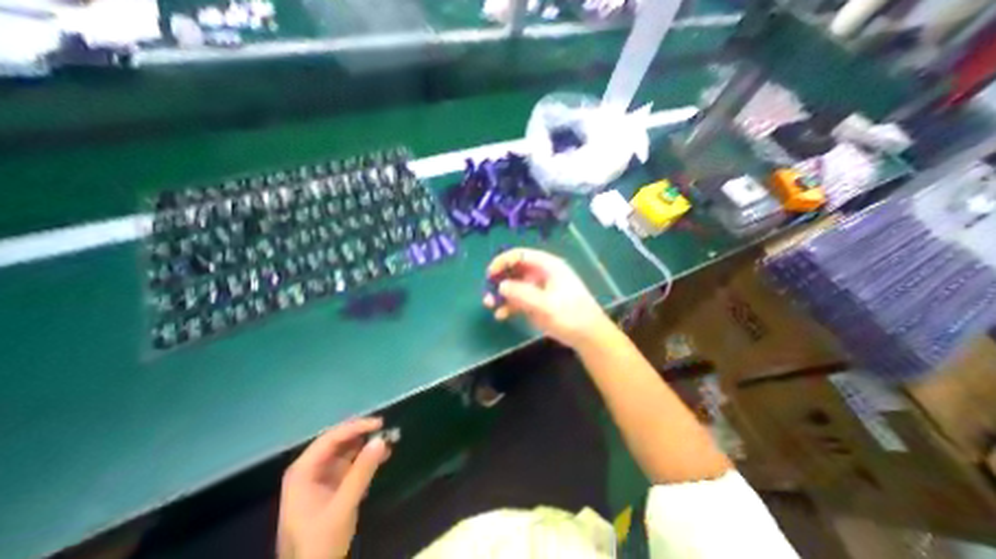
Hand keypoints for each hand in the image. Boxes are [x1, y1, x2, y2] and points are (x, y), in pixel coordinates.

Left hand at [280, 416, 392, 555]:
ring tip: (389, 442)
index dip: (356, 427)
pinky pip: (351, 462)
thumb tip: (381, 440)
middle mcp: (310, 468)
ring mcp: (321, 476)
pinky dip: (366, 458)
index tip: (380, 423)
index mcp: (303, 471)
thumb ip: (362, 472)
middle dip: (363, 434)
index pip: (331, 437)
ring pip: (347, 449)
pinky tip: (383, 457)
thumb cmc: (319, 544)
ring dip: (367, 444)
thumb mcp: (343, 507)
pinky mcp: (332, 484)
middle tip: (386, 430)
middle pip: (339, 440)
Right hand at [485, 250, 615, 349]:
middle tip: (487, 292)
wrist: (587, 336)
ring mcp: (538, 288)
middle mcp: (541, 274)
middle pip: (515, 270)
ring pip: (514, 285)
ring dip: (501, 294)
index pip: (521, 255)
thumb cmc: (571, 315)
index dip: (503, 261)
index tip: (490, 274)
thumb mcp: (546, 305)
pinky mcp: (537, 302)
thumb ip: (522, 294)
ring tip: (490, 305)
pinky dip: (508, 305)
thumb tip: (501, 286)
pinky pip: (518, 299)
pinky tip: (501, 315)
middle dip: (500, 280)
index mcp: (548, 266)